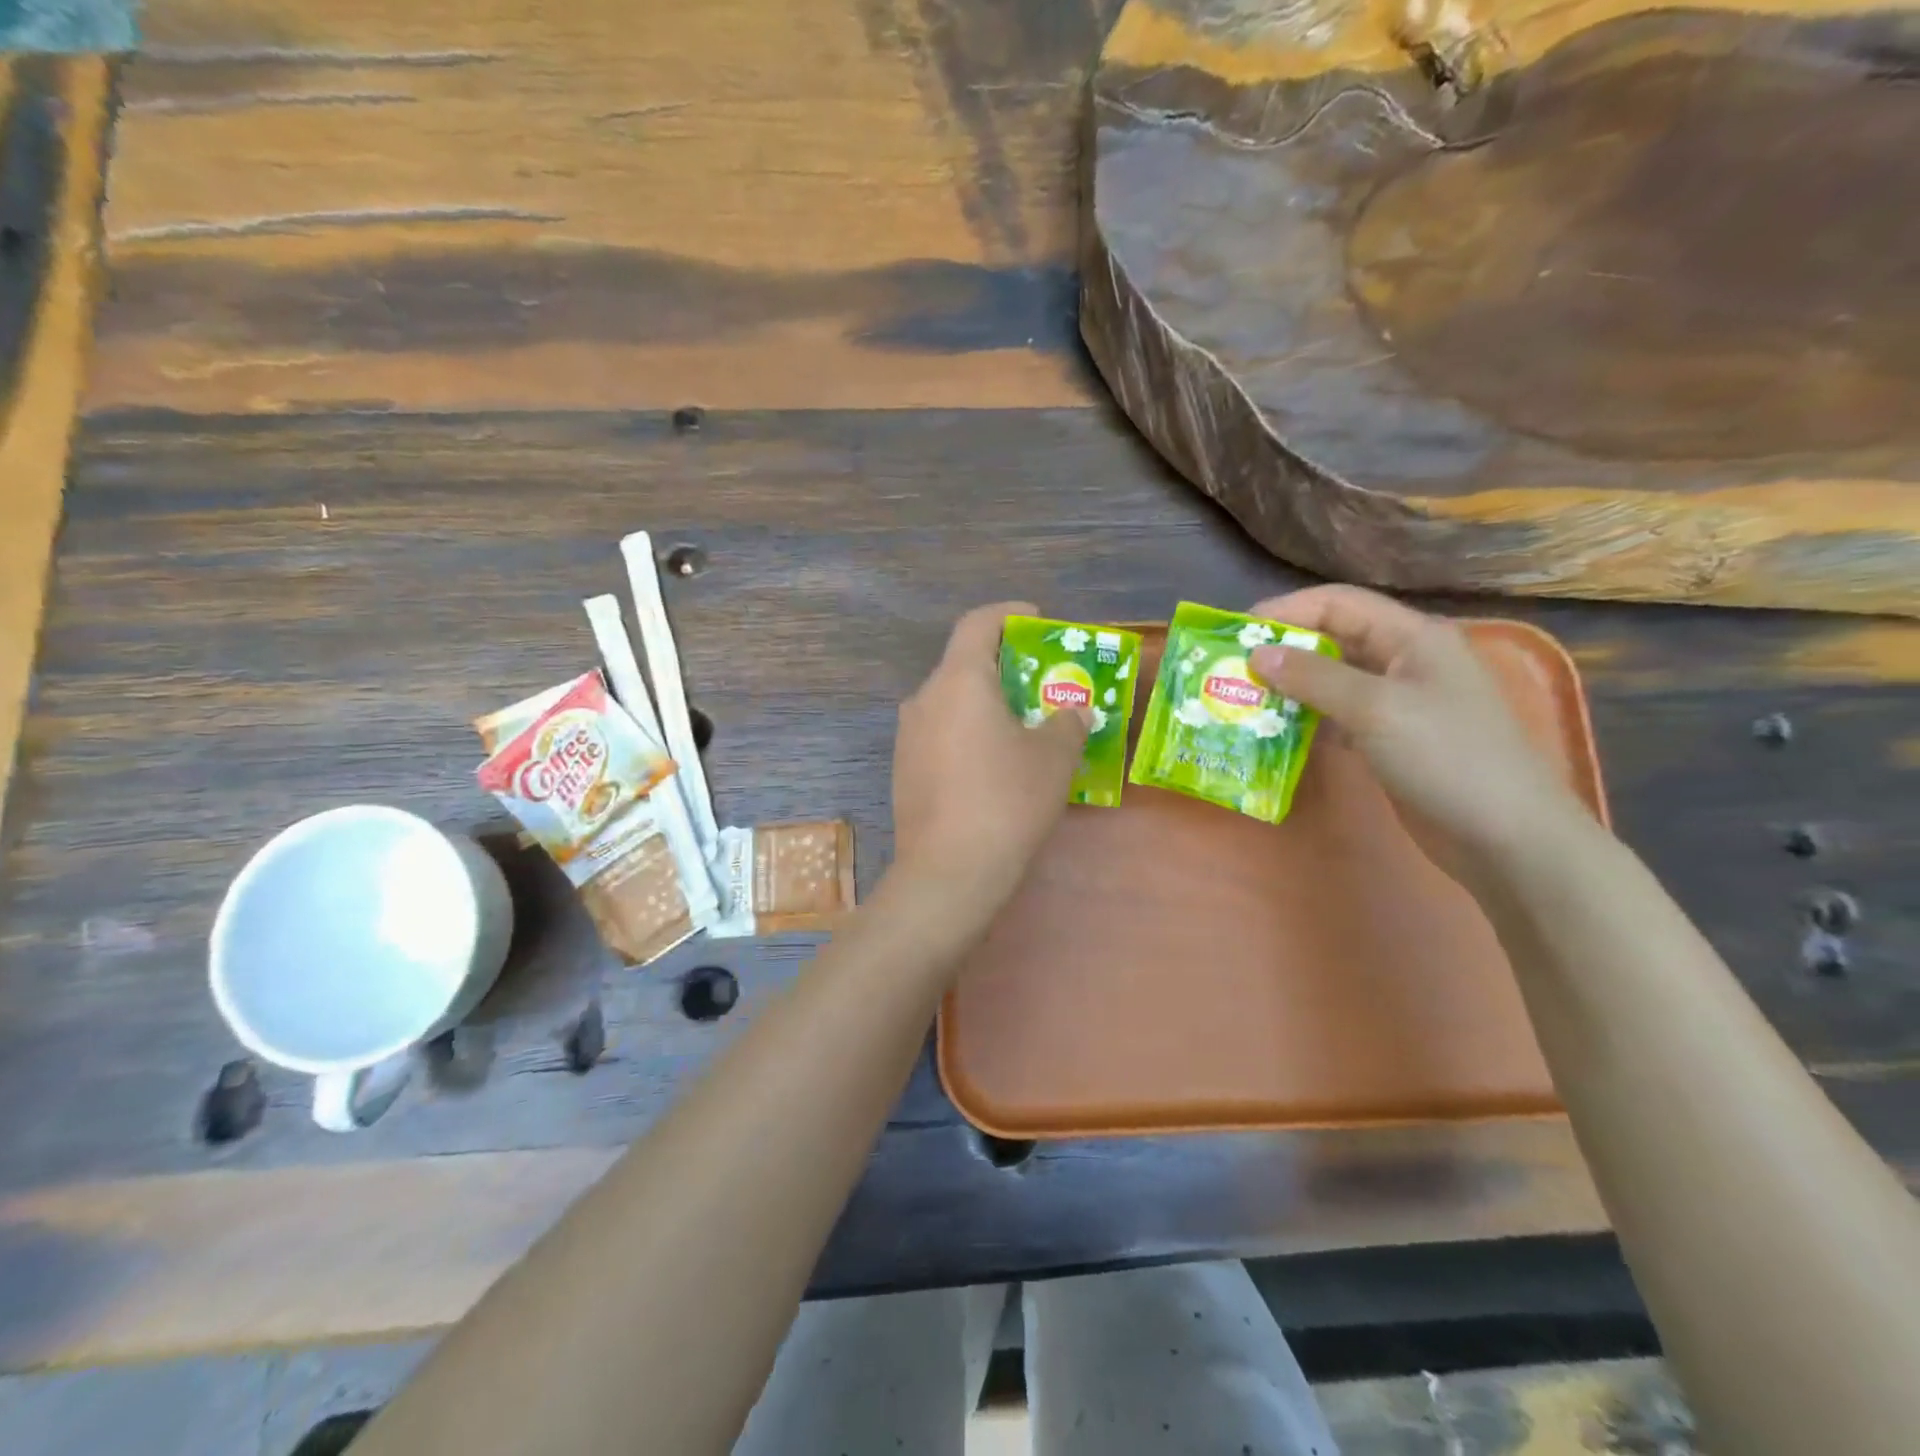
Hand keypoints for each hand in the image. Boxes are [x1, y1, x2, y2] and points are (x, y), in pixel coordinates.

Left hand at [892, 602, 1089, 908]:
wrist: (949, 871)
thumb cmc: (1007, 799)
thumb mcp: (1054, 757)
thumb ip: (1068, 722)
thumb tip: (1075, 710)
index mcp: (959, 680)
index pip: (978, 623)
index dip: (1009, 615)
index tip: (1035, 621)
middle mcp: (925, 698)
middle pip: (964, 664)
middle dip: (1004, 666)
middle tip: (1040, 683)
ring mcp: (908, 735)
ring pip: (951, 702)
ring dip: (985, 703)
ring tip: (1022, 726)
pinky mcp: (904, 769)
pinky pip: (941, 733)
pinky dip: (968, 733)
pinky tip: (993, 764)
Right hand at [1248, 585, 1587, 884]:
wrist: (1506, 837)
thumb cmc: (1447, 758)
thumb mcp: (1375, 709)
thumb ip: (1313, 678)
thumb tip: (1257, 655)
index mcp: (1411, 636)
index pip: (1338, 603)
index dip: (1286, 610)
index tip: (1236, 634)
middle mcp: (1404, 660)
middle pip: (1332, 638)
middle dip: (1282, 650)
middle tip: (1231, 670)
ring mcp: (1398, 701)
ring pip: (1331, 679)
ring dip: (1289, 686)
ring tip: (1243, 700)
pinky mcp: (1390, 738)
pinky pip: (1338, 714)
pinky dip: (1305, 717)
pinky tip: (1275, 731)